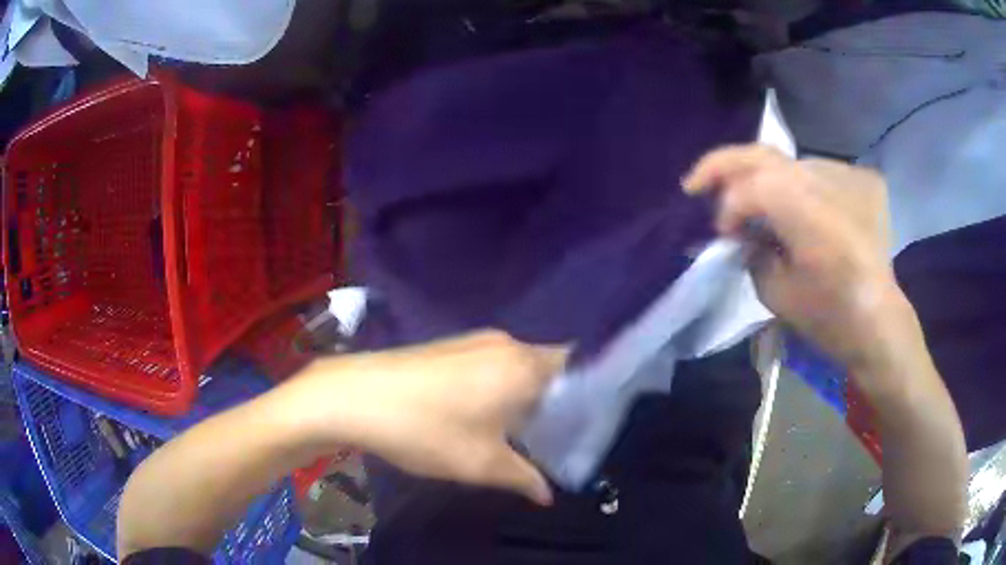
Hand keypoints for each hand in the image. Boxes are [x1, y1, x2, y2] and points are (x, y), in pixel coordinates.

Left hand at [287, 331, 566, 504]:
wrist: (355, 396)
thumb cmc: (427, 430)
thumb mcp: (482, 463)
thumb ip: (524, 478)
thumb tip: (547, 494)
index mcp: (523, 366)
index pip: (577, 367)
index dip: (588, 393)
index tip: (587, 424)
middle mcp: (505, 344)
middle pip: (548, 368)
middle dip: (555, 402)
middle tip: (556, 437)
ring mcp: (474, 340)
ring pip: (517, 367)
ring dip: (524, 396)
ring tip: (521, 433)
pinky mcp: (449, 346)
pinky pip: (492, 365)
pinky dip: (499, 387)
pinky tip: (482, 415)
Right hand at [682, 144, 912, 374]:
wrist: (880, 323)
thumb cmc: (830, 319)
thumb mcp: (776, 293)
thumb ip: (751, 252)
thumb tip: (744, 233)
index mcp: (805, 209)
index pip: (750, 187)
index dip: (729, 209)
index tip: (723, 235)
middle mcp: (826, 178)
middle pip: (763, 154)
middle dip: (723, 166)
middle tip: (697, 183)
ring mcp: (848, 174)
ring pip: (791, 164)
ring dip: (767, 180)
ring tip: (756, 205)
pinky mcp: (863, 180)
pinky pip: (820, 174)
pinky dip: (801, 187)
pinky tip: (800, 209)